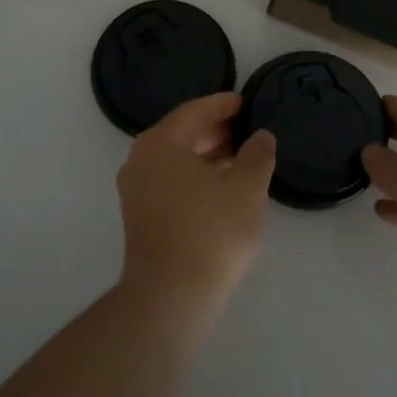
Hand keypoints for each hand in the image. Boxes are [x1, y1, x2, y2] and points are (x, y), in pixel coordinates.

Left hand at [117, 93, 276, 318]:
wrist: (171, 294)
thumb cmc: (211, 229)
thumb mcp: (247, 187)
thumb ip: (257, 155)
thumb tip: (260, 136)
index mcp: (160, 142)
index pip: (194, 111)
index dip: (222, 105)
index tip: (244, 102)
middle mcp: (140, 160)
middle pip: (181, 134)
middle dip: (214, 131)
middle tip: (245, 129)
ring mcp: (136, 191)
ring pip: (175, 161)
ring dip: (207, 156)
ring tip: (240, 159)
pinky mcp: (140, 218)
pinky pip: (170, 182)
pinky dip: (195, 177)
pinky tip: (222, 189)